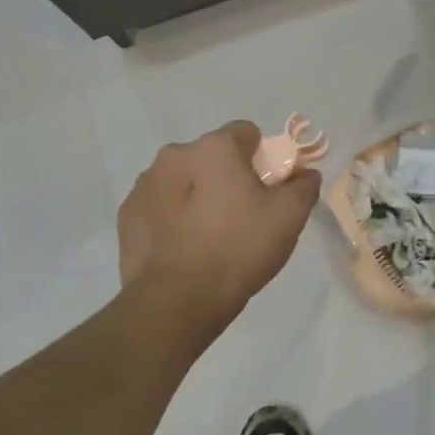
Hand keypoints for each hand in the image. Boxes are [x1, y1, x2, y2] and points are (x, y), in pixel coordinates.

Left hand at [118, 122, 321, 343]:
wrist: (176, 301)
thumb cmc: (238, 249)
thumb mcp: (288, 217)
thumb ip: (303, 186)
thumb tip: (306, 173)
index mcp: (214, 147)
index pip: (246, 133)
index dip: (262, 157)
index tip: (267, 189)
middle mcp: (175, 155)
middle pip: (212, 156)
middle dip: (226, 176)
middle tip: (241, 215)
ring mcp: (145, 184)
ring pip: (183, 179)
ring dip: (196, 195)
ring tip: (209, 236)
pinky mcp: (127, 215)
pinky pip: (159, 205)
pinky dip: (172, 217)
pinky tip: (184, 248)